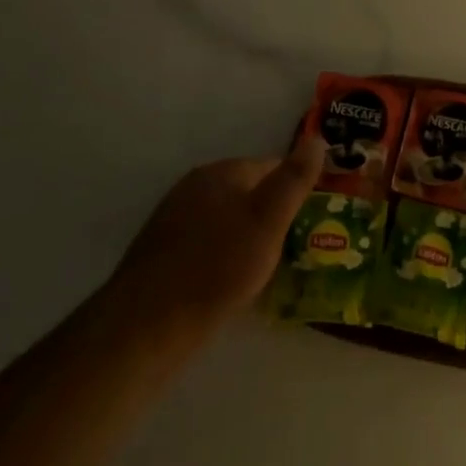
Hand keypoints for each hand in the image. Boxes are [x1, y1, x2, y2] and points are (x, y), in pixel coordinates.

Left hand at [100, 140, 323, 364]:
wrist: (147, 326)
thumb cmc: (218, 267)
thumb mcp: (269, 220)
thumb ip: (294, 179)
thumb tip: (317, 138)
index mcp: (220, 172)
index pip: (272, 167)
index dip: (295, 192)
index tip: (311, 221)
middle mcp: (193, 188)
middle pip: (248, 194)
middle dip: (271, 217)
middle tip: (292, 249)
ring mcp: (173, 220)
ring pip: (228, 222)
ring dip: (248, 240)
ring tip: (266, 271)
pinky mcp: (161, 254)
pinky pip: (207, 246)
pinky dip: (224, 259)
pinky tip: (230, 285)